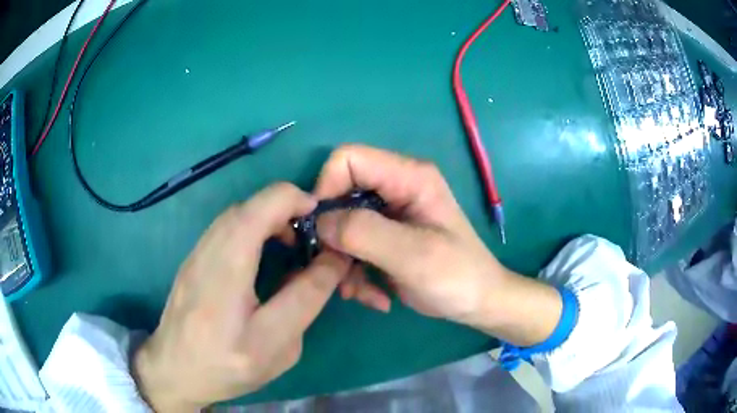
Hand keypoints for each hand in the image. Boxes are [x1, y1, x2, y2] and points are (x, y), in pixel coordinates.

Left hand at [133, 183, 350, 411]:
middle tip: (309, 236)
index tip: (325, 227)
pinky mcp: (192, 257)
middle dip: (287, 207)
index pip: (267, 216)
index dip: (301, 205)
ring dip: (269, 214)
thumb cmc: (228, 368)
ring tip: (289, 241)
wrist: (174, 370)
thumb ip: (305, 299)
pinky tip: (260, 251)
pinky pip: (225, 225)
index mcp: (229, 277)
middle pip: (251, 206)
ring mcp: (196, 253)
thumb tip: (330, 260)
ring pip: (236, 212)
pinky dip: (251, 224)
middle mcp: (208, 254)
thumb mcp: (278, 348)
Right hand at [314, 145, 561, 345]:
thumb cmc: (457, 276)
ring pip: (341, 225)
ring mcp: (389, 213)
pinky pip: (352, 246)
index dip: (326, 187)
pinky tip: (374, 296)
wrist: (477, 303)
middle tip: (339, 271)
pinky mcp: (385, 237)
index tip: (321, 230)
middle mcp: (396, 187)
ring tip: (359, 292)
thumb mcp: (414, 255)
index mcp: (409, 177)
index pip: (348, 159)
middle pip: (339, 194)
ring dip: (344, 262)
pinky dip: (355, 273)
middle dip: (333, 236)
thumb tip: (320, 221)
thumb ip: (365, 233)